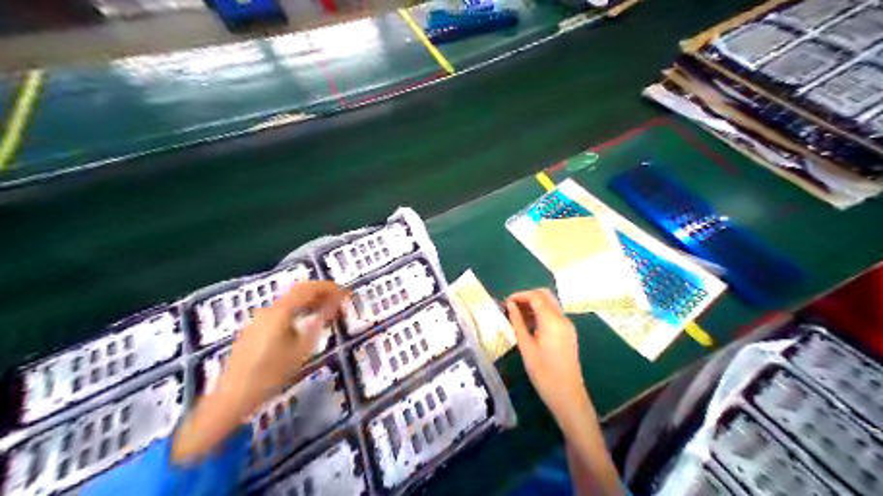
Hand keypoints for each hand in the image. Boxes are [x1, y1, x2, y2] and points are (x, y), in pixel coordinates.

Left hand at [172, 281, 348, 462]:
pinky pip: (279, 314)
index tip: (344, 292)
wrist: (232, 397)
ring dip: (308, 304)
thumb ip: (319, 322)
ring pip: (288, 304)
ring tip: (324, 314)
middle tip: (337, 302)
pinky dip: (296, 313)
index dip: (327, 287)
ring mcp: (257, 320)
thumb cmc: (271, 374)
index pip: (307, 288)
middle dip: (319, 294)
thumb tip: (335, 303)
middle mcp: (267, 310)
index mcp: (280, 311)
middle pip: (296, 293)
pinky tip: (303, 327)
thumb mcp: (302, 348)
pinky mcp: (253, 331)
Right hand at [504, 290, 592, 426]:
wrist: (568, 395)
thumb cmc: (543, 373)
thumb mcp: (526, 347)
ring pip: (550, 304)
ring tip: (516, 315)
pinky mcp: (567, 333)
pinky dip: (540, 313)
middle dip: (528, 296)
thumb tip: (510, 305)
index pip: (536, 297)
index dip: (520, 295)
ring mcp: (567, 325)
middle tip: (511, 306)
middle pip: (545, 296)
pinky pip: (553, 315)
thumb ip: (518, 323)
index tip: (505, 302)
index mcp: (552, 320)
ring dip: (534, 304)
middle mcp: (562, 318)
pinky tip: (528, 324)